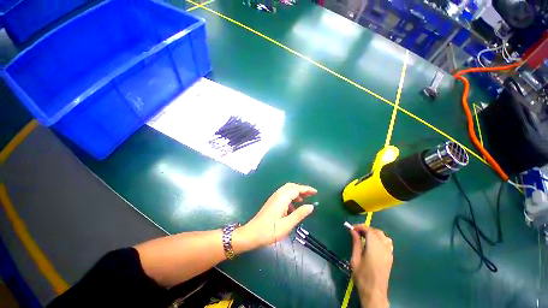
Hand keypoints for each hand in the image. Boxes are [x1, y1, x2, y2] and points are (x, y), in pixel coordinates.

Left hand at [234, 183, 316, 252]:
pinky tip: (293, 206)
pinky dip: (291, 197)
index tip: (315, 192)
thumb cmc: (269, 231)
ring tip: (304, 200)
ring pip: (287, 190)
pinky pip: (284, 194)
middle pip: (291, 186)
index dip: (307, 189)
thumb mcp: (287, 225)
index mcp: (282, 198)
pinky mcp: (272, 202)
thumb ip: (299, 214)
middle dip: (302, 189)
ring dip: (296, 192)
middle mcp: (278, 195)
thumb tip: (311, 206)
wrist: (252, 233)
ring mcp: (274, 197)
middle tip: (311, 194)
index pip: (296, 189)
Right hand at [349, 225, 392, 307]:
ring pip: (383, 236)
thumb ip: (356, 243)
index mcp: (375, 249)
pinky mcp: (390, 257)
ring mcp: (389, 253)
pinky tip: (373, 243)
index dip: (360, 227)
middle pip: (377, 232)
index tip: (352, 228)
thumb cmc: (362, 276)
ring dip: (373, 233)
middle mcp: (384, 249)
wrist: (374, 292)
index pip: (369, 231)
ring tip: (364, 236)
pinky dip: (380, 238)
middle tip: (356, 232)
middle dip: (366, 229)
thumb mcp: (355, 259)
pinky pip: (387, 242)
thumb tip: (353, 230)